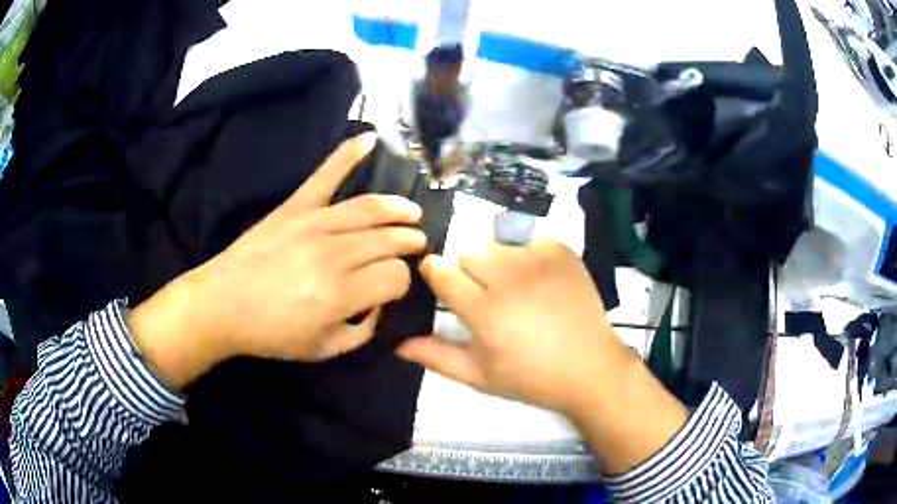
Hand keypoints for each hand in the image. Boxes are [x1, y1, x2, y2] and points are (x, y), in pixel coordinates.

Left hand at [129, 132, 427, 388]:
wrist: (222, 305)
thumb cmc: (271, 333)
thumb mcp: (323, 350)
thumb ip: (362, 332)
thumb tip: (380, 304)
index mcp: (341, 294)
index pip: (395, 276)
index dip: (402, 282)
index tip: (391, 288)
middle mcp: (334, 254)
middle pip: (389, 240)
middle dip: (409, 243)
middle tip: (416, 244)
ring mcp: (314, 224)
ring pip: (369, 209)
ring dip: (398, 209)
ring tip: (412, 213)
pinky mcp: (295, 207)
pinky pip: (325, 175)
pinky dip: (347, 154)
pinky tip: (369, 138)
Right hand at [397, 239, 633, 416]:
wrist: (590, 368)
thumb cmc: (531, 378)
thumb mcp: (479, 376)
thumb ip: (436, 356)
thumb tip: (397, 343)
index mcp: (484, 311)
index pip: (440, 270)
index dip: (435, 274)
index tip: (441, 283)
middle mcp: (509, 278)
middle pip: (468, 253)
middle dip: (469, 272)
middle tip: (487, 297)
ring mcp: (538, 260)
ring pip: (497, 245)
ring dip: (498, 263)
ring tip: (516, 290)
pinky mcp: (561, 251)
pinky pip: (529, 241)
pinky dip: (527, 256)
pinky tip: (539, 281)